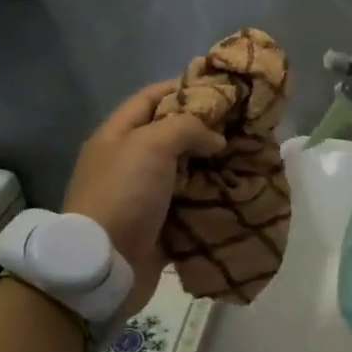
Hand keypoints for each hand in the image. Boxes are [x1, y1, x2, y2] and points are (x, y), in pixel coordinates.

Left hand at [64, 83, 224, 314]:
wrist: (105, 264)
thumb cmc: (124, 194)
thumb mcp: (152, 145)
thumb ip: (187, 128)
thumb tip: (215, 139)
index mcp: (117, 135)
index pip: (150, 97)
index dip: (182, 88)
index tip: (220, 89)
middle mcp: (128, 161)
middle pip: (170, 135)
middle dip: (205, 129)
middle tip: (241, 125)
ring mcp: (143, 195)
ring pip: (184, 171)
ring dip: (212, 166)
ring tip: (246, 157)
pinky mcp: (158, 226)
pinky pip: (190, 205)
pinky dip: (210, 199)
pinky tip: (236, 192)